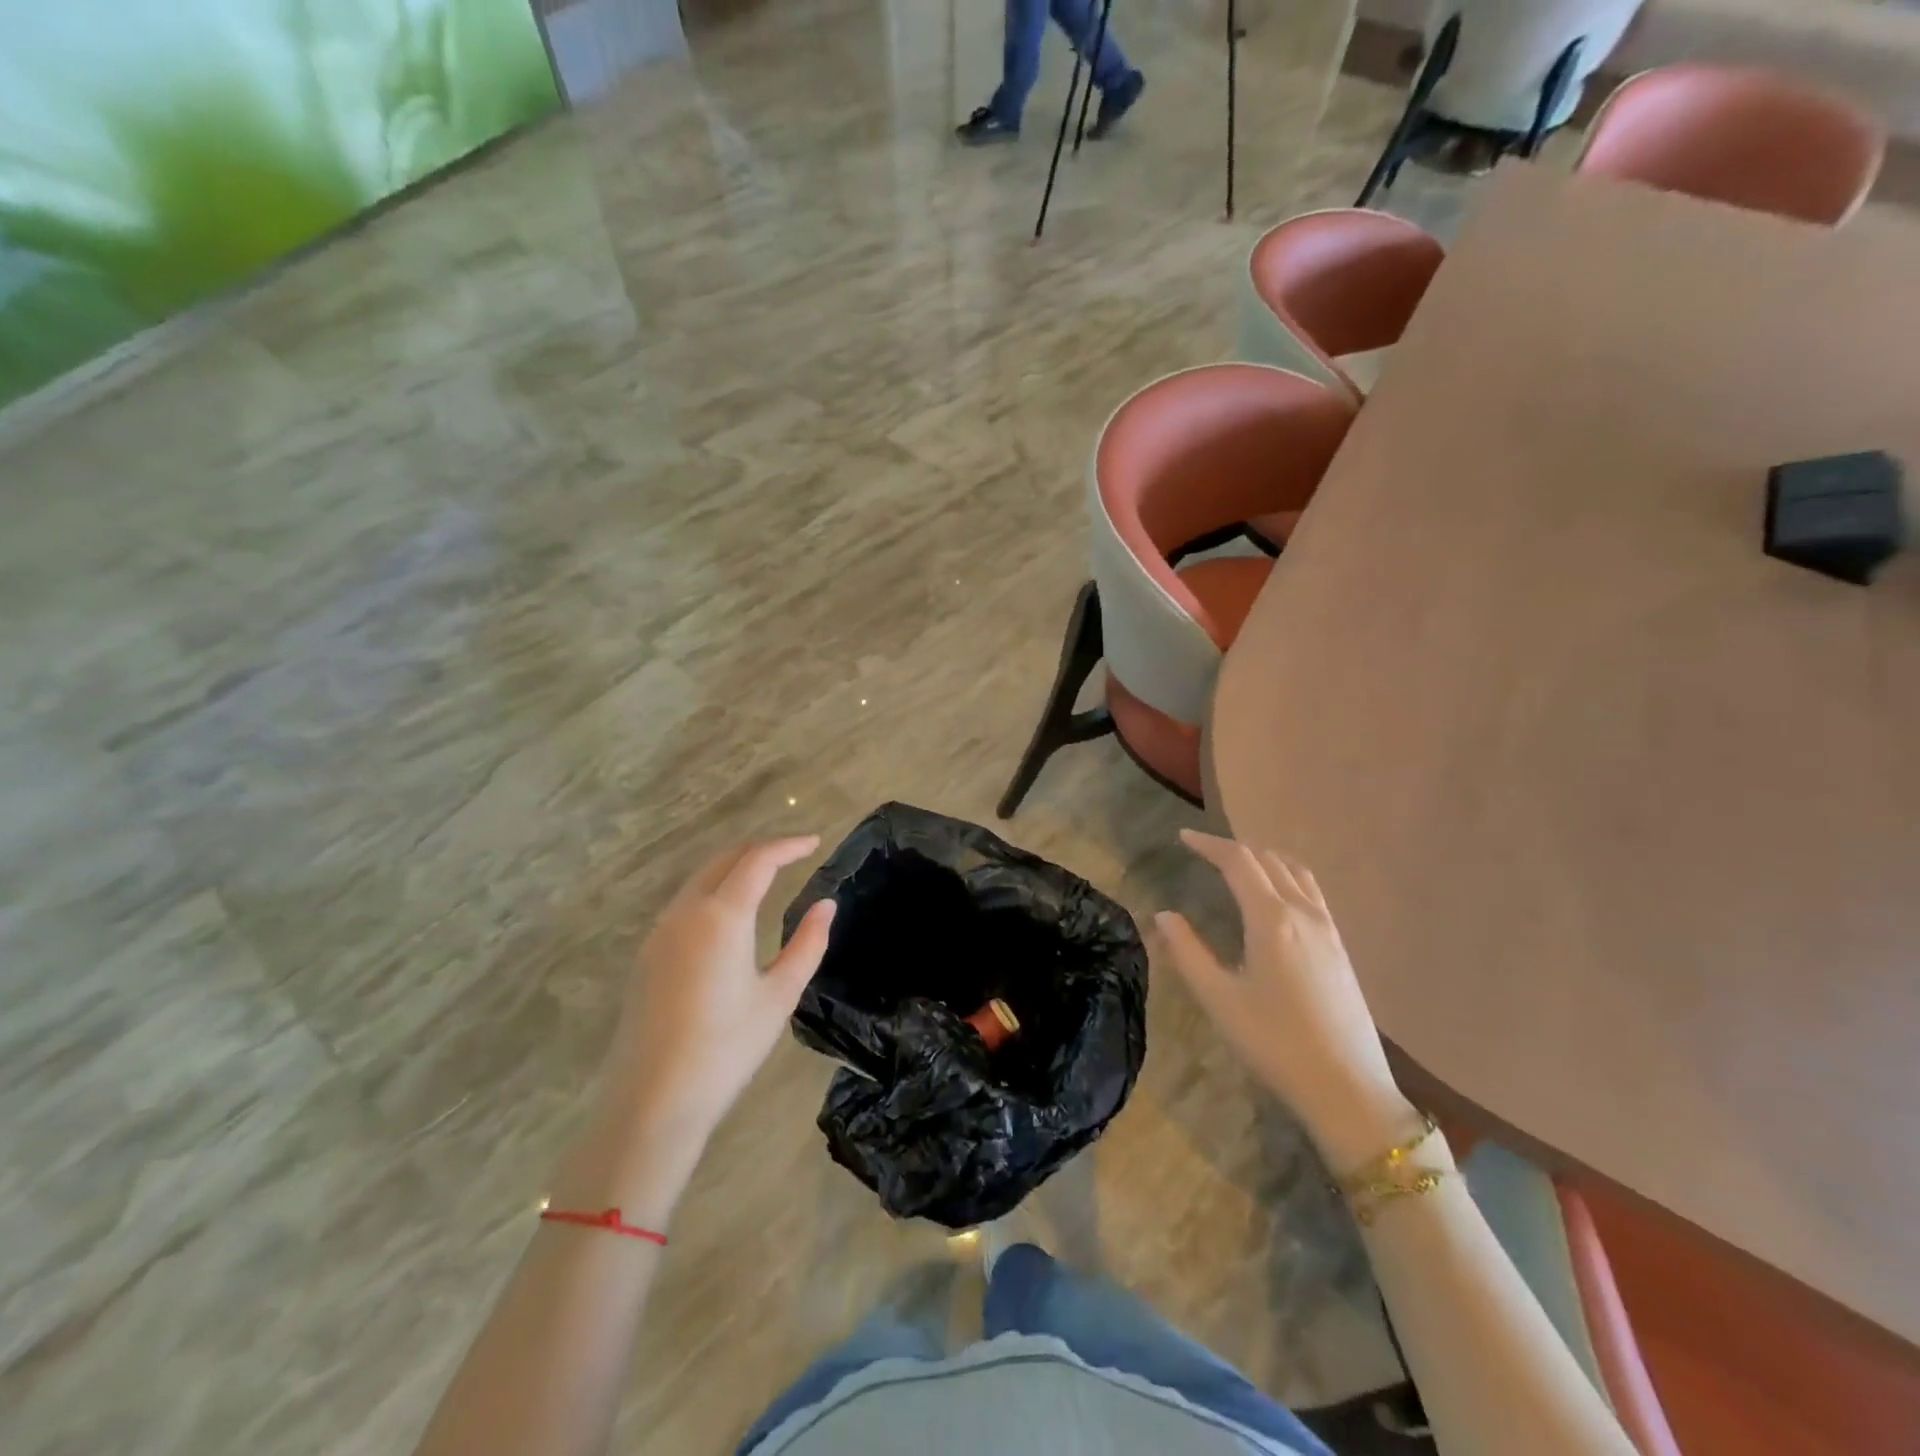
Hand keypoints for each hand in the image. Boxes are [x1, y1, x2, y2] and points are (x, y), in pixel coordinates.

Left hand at [557, 838, 834, 1221]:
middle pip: (724, 859)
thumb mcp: (779, 996)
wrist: (651, 1102)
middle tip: (794, 855)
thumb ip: (807, 943)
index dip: (789, 845)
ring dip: (734, 868)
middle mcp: (685, 912)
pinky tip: (730, 915)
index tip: (815, 843)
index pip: (758, 860)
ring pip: (700, 879)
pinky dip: (713, 890)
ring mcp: (660, 932)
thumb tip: (826, 905)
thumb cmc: (726, 1049)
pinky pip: (685, 903)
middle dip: (761, 850)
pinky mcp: (647, 955)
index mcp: (721, 916)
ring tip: (766, 877)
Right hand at [1155, 830, 1417, 1174]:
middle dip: (1234, 848)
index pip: (1239, 862)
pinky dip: (1286, 876)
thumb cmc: (1275, 1043)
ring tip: (1238, 865)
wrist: (1348, 1089)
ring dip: (1264, 858)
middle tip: (1203, 851)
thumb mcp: (1219, 999)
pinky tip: (1275, 898)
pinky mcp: (1340, 947)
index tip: (1183, 837)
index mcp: (1272, 919)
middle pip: (1268, 860)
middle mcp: (1303, 913)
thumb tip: (1164, 915)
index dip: (1209, 845)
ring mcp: (1328, 929)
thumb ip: (1188, 952)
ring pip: (1295, 872)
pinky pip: (1311, 891)